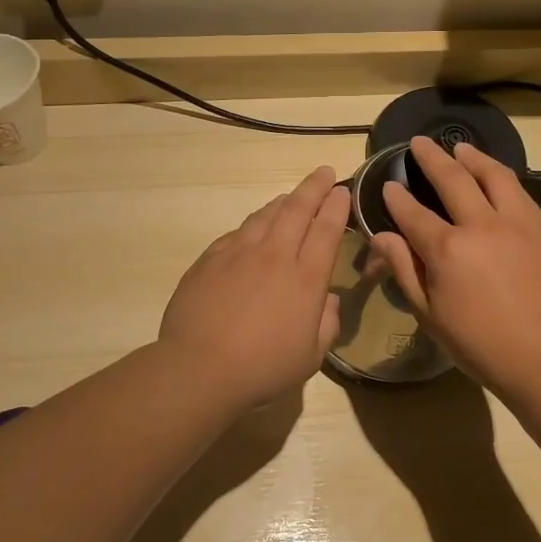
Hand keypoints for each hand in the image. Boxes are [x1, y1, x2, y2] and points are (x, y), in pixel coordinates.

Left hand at [159, 166, 350, 407]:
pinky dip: (253, 223)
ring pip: (265, 215)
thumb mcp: (310, 357)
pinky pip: (237, 232)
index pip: (326, 230)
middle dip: (314, 187)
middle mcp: (274, 255)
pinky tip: (253, 227)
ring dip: (283, 201)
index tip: (341, 191)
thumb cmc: (262, 369)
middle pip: (297, 209)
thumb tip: (327, 300)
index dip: (336, 206)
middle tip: (323, 172)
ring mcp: (238, 253)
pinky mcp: (210, 259)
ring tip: (291, 196)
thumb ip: (326, 324)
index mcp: (305, 278)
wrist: (199, 368)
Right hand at [370, 135, 540, 393]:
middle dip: (432, 158)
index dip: (397, 197)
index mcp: (446, 250)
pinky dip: (502, 177)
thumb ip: (404, 269)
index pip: (413, 213)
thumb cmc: (479, 344)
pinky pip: (520, 191)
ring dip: (472, 158)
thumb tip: (381, 236)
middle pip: (452, 179)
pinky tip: (495, 176)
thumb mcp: (429, 314)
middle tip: (420, 142)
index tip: (389, 184)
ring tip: (460, 148)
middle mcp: (480, 225)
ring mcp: (516, 223)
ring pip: (493, 176)